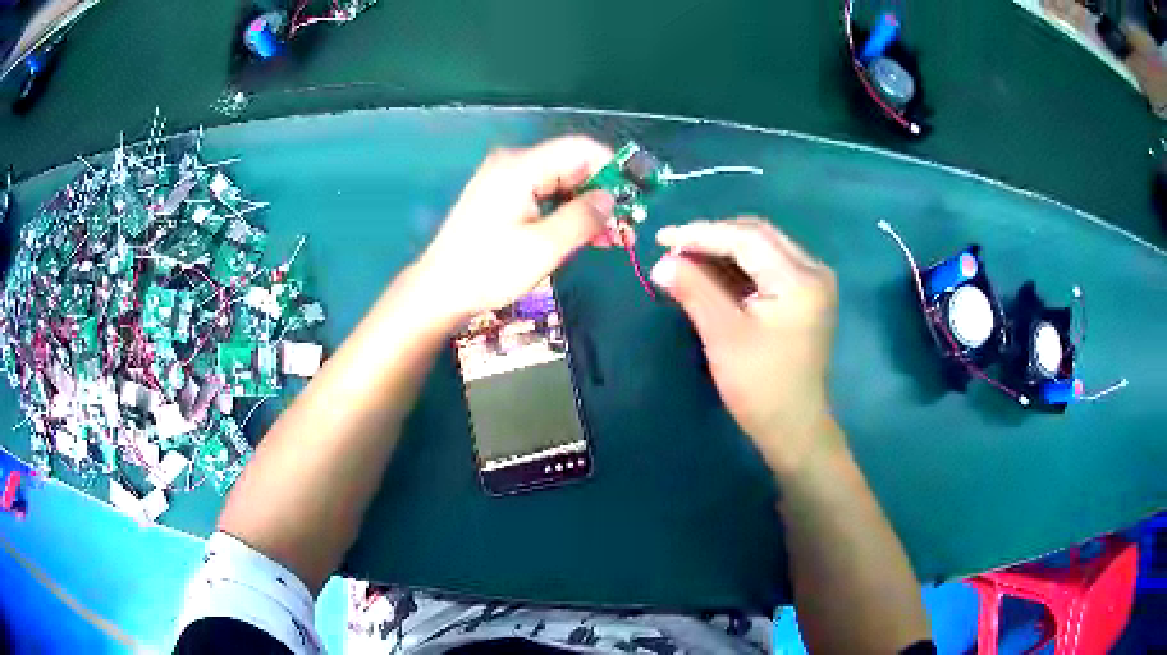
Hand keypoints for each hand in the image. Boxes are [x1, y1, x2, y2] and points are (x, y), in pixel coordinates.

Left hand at [412, 136, 615, 323]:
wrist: (440, 291)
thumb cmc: (488, 270)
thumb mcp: (543, 247)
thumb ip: (583, 218)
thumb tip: (612, 198)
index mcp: (521, 167)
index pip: (580, 149)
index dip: (614, 168)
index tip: (636, 196)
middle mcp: (514, 165)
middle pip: (572, 166)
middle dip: (604, 194)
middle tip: (628, 228)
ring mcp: (506, 181)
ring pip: (562, 184)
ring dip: (589, 208)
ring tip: (614, 239)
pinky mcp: (503, 199)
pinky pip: (546, 196)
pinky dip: (568, 214)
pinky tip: (586, 237)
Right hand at [650, 218, 840, 475]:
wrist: (794, 427)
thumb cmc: (760, 386)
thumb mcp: (723, 336)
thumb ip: (694, 291)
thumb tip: (661, 262)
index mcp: (800, 279)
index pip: (746, 238)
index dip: (701, 234)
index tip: (661, 238)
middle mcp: (813, 270)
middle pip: (757, 235)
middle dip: (712, 238)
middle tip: (672, 250)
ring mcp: (813, 282)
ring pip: (763, 248)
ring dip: (724, 251)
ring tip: (685, 261)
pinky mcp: (806, 296)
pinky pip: (769, 266)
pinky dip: (739, 267)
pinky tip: (711, 275)